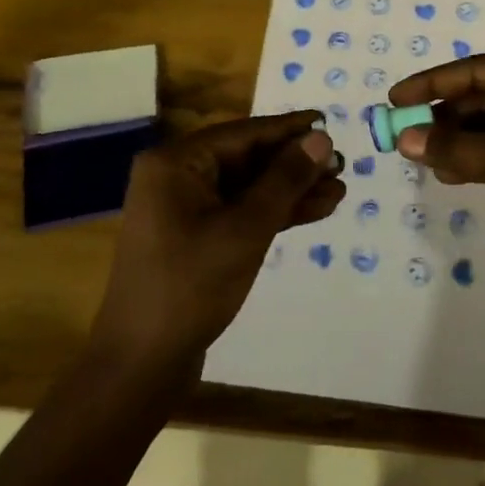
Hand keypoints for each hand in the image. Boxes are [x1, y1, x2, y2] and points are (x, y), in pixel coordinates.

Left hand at [88, 112, 344, 373]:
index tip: (328, 121)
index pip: (242, 133)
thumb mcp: (245, 229)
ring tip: (339, 189)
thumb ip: (284, 180)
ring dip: (290, 190)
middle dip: (294, 164)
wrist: (142, 364)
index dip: (288, 129)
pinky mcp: (195, 238)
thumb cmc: (190, 286)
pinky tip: (315, 211)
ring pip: (247, 188)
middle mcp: (176, 177)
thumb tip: (320, 138)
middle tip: (341, 164)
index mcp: (175, 163)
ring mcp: (184, 210)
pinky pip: (239, 213)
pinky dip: (274, 213)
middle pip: (245, 159)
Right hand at [388, 50, 484, 270]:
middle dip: (448, 117)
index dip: (434, 83)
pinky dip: (484, 158)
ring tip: (427, 162)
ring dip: (463, 141)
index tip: (395, 99)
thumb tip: (404, 139)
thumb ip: (459, 149)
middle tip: (407, 137)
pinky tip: (455, 175)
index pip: (481, 69)